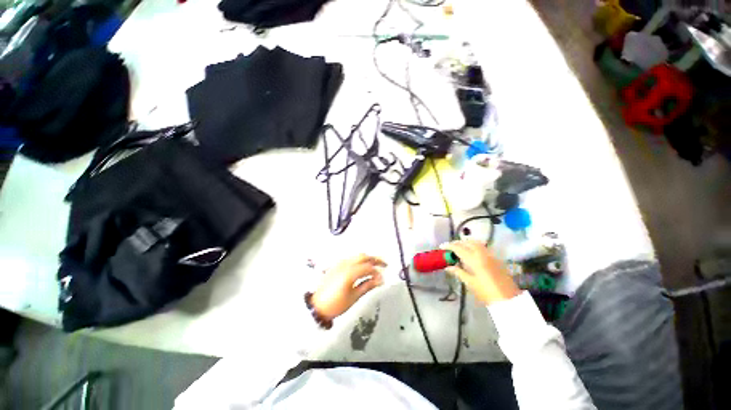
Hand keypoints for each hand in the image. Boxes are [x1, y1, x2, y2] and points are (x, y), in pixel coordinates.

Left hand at [311, 254, 385, 320]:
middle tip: (384, 264)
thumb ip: (368, 285)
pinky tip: (364, 266)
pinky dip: (360, 260)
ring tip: (376, 265)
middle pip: (364, 256)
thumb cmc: (335, 304)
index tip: (383, 278)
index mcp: (350, 272)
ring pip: (357, 256)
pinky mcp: (337, 265)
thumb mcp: (354, 297)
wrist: (317, 306)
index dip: (377, 272)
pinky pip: (351, 258)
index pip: (368, 267)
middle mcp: (345, 264)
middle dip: (375, 259)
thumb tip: (379, 280)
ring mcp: (340, 263)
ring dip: (368, 258)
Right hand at [442, 240, 519, 305]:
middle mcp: (482, 254)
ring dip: (467, 242)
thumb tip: (448, 267)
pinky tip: (472, 253)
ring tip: (460, 248)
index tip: (441, 247)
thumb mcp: (470, 283)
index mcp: (474, 260)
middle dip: (458, 243)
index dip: (449, 246)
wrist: (509, 300)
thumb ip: (458, 272)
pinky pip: (483, 247)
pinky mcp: (496, 259)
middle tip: (450, 247)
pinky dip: (475, 246)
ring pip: (476, 243)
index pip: (458, 248)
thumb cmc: (486, 293)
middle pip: (468, 242)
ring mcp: (491, 255)